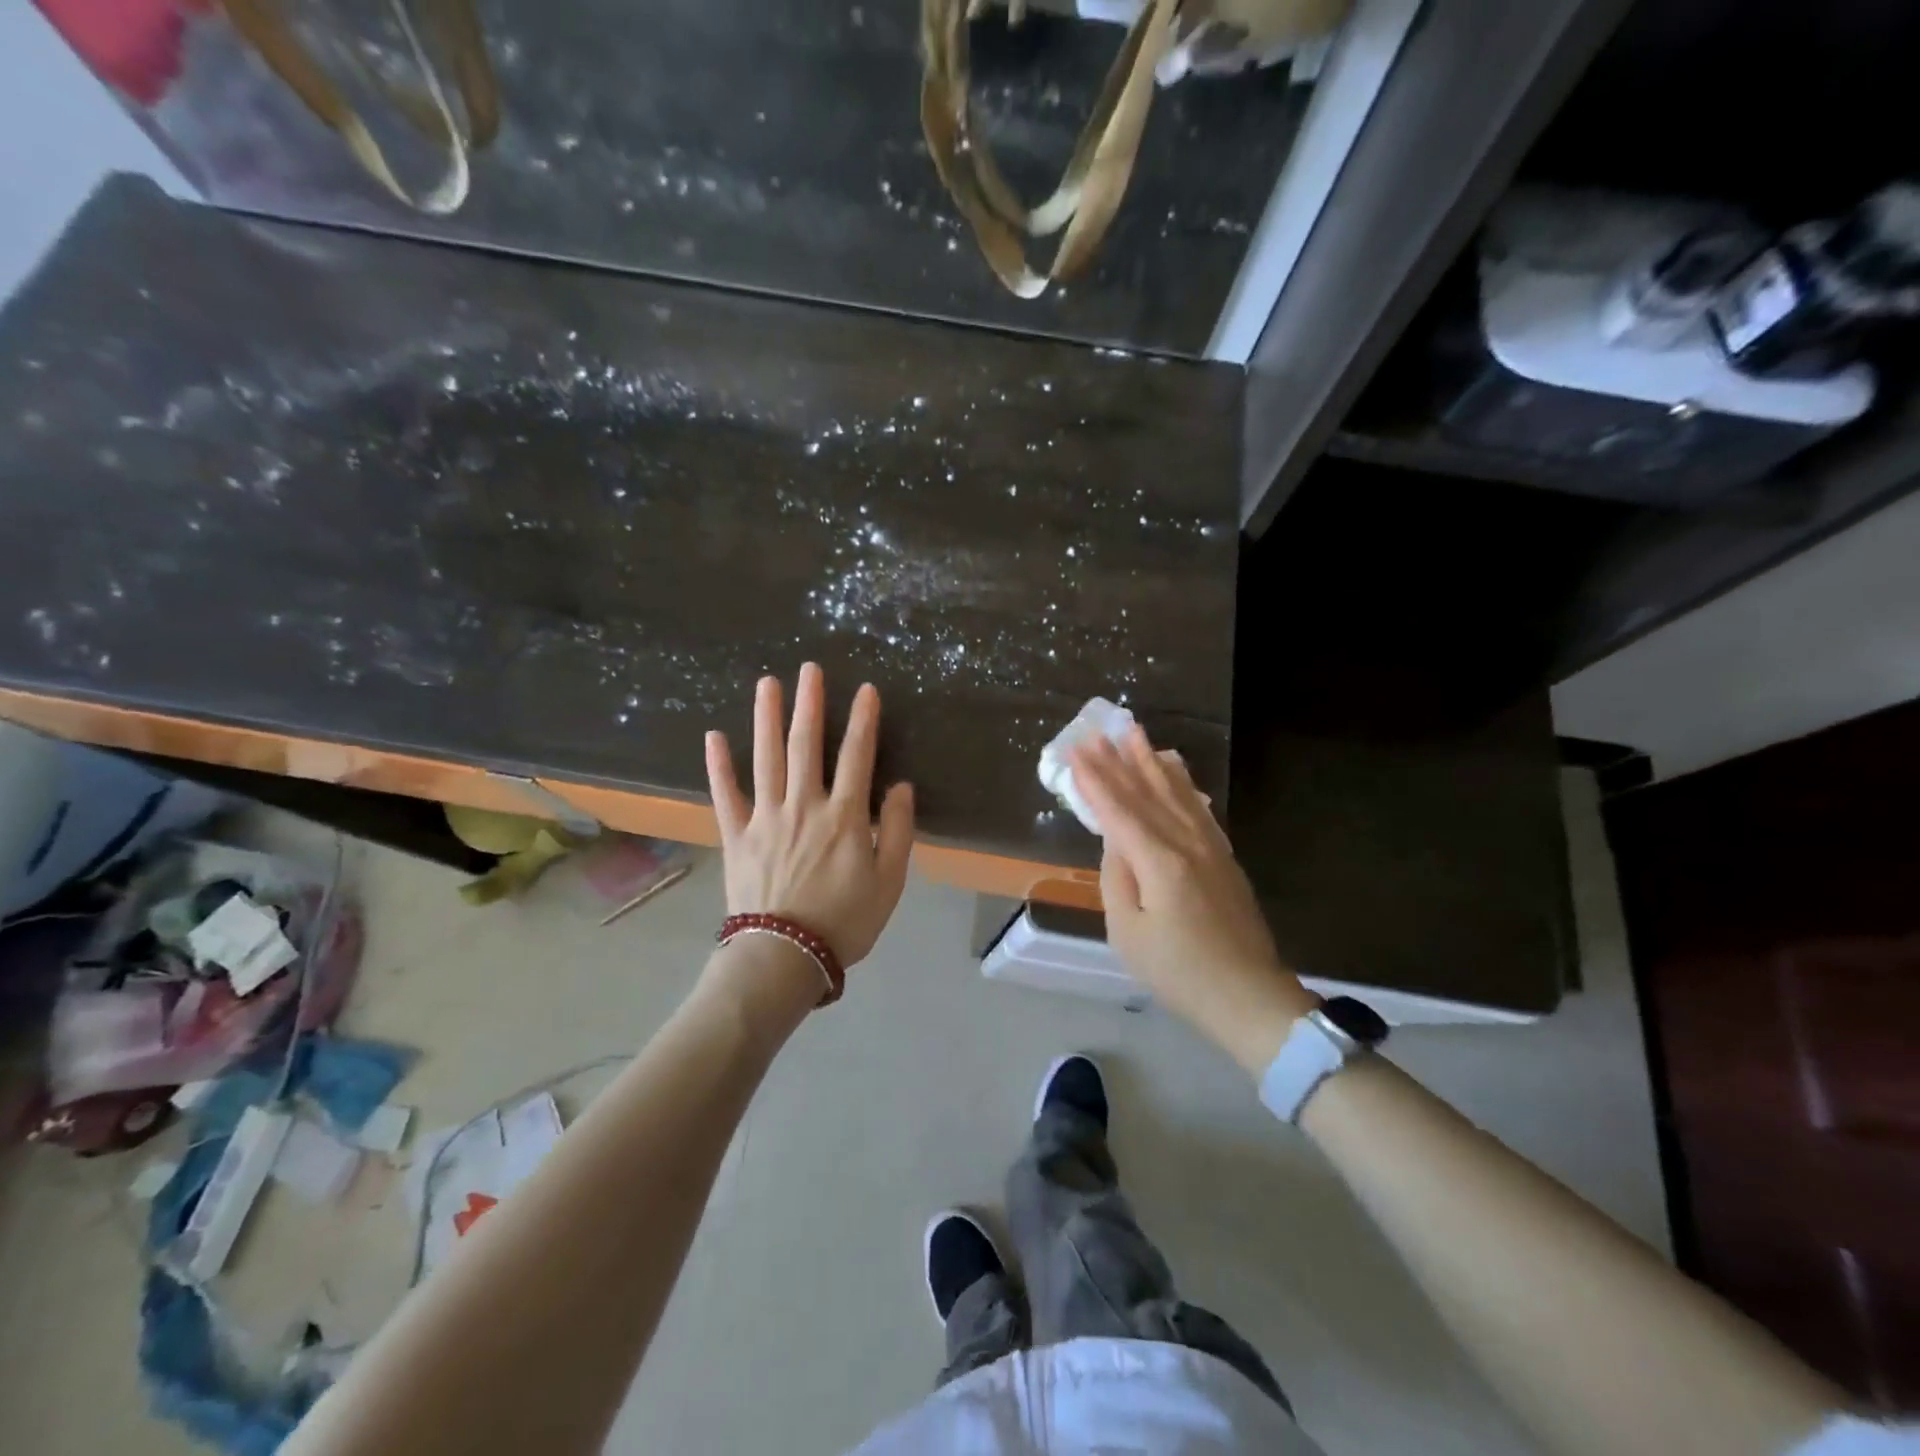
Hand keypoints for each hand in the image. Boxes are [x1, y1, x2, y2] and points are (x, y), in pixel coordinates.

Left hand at [705, 664, 914, 973]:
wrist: (784, 956)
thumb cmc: (845, 921)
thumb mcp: (889, 881)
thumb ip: (898, 831)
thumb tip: (900, 786)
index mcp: (844, 817)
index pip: (857, 756)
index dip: (863, 720)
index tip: (866, 690)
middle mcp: (804, 806)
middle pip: (806, 746)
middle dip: (809, 704)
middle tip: (809, 669)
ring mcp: (766, 818)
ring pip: (766, 758)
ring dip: (766, 718)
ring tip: (767, 684)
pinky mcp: (736, 836)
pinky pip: (725, 795)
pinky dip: (718, 766)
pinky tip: (713, 737)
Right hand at [1068, 726, 1315, 1073]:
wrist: (1248, 997)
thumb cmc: (1179, 972)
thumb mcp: (1128, 933)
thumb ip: (1116, 879)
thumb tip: (1115, 842)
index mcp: (1158, 862)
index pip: (1119, 811)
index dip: (1095, 780)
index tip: (1076, 750)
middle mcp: (1186, 844)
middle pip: (1147, 794)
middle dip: (1121, 761)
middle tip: (1101, 731)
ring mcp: (1210, 849)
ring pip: (1176, 794)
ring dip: (1153, 763)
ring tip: (1137, 735)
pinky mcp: (1224, 859)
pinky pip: (1199, 809)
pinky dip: (1184, 785)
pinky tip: (1176, 772)